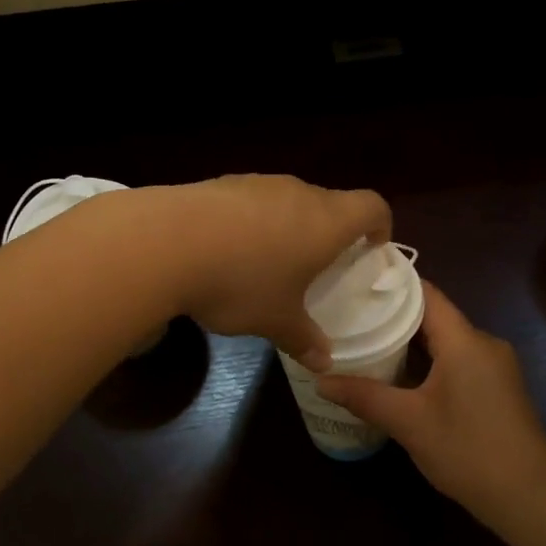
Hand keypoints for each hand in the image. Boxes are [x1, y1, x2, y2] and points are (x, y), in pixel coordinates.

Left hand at [148, 176, 390, 369]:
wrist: (166, 242)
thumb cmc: (240, 282)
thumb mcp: (275, 320)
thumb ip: (303, 338)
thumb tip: (323, 361)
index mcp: (326, 221)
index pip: (372, 206)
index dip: (380, 224)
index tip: (372, 247)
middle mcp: (297, 193)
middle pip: (329, 202)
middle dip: (330, 231)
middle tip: (319, 264)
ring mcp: (257, 183)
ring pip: (288, 201)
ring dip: (288, 226)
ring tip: (269, 261)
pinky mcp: (221, 183)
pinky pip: (251, 201)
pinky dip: (251, 222)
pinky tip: (227, 250)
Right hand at [316, 282, 545, 518]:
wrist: (529, 496)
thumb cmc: (467, 450)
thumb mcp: (408, 422)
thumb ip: (364, 396)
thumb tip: (320, 380)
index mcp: (464, 340)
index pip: (426, 293)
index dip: (391, 285)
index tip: (355, 282)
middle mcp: (483, 343)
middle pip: (434, 315)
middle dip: (393, 316)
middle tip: (351, 316)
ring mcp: (495, 366)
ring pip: (446, 340)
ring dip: (411, 342)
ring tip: (367, 342)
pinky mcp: (497, 387)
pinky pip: (458, 359)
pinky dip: (429, 361)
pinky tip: (401, 376)